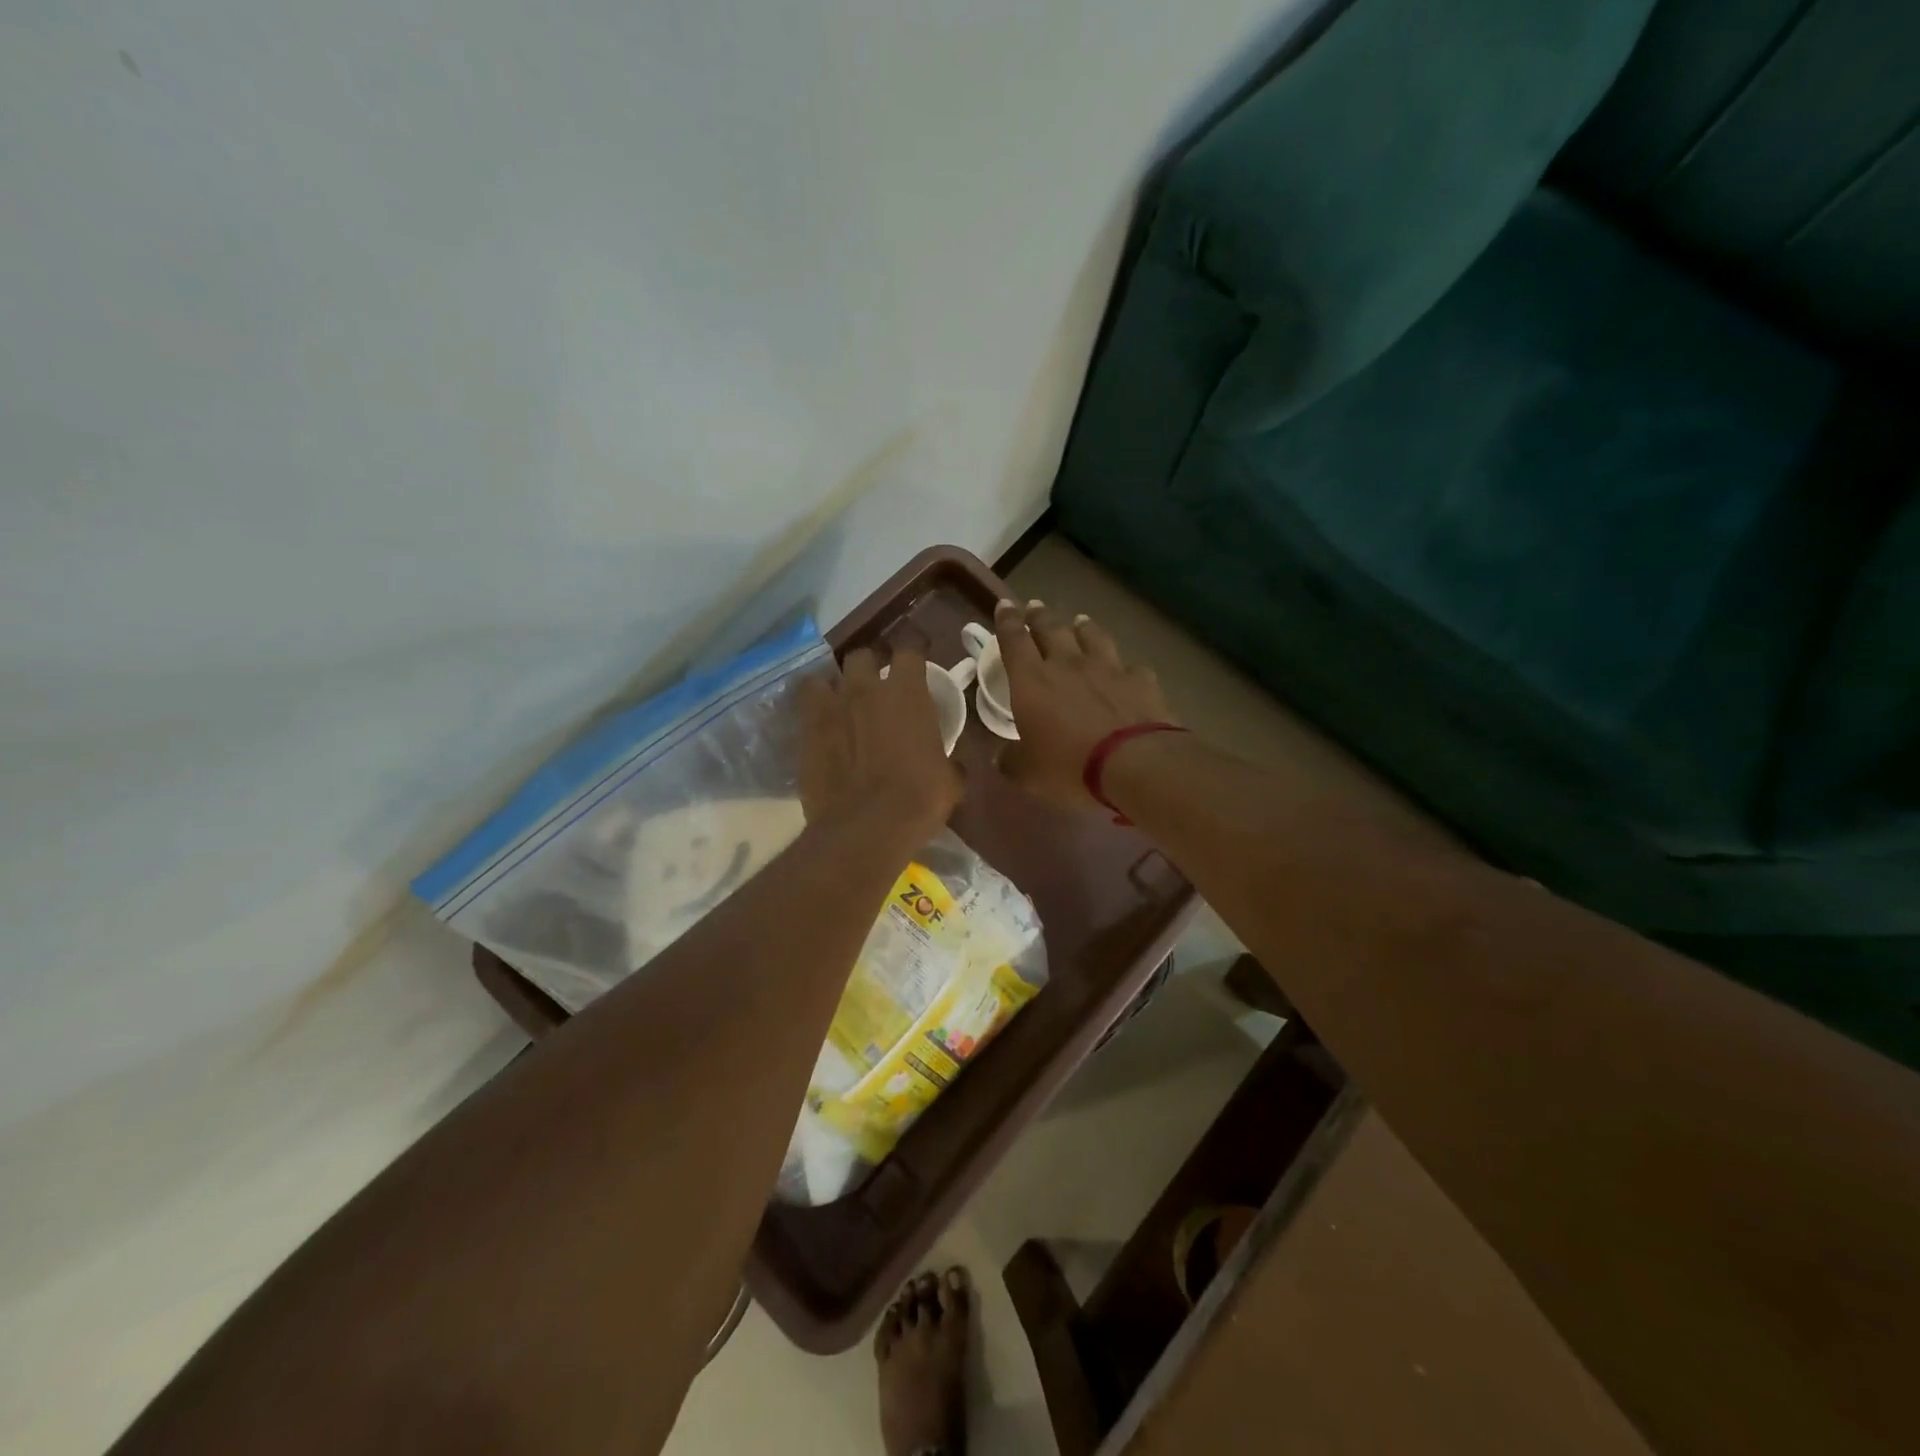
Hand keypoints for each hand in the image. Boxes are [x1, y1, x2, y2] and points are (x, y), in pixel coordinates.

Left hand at [797, 646, 960, 840]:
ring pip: (825, 676)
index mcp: (908, 693)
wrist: (866, 827)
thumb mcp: (951, 780)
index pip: (910, 648)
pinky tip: (820, 726)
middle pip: (862, 655)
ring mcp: (831, 707)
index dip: (914, 648)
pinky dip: (812, 710)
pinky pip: (804, 705)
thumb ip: (948, 760)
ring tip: (840, 701)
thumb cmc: (919, 799)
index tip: (917, 654)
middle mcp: (866, 689)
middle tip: (875, 683)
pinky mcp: (805, 731)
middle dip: (869, 665)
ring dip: (834, 685)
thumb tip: (951, 764)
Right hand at [995, 600, 1175, 809]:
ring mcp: (1108, 668)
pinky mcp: (1141, 680)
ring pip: (1092, 637)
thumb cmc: (1069, 767)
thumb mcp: (1028, 773)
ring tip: (1080, 621)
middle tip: (1035, 606)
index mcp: (1032, 682)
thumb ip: (1011, 761)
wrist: (1135, 763)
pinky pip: (1130, 666)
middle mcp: (1068, 665)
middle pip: (1051, 629)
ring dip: (1083, 628)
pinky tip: (1127, 668)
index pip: (1014, 641)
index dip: (1007, 622)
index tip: (1005, 605)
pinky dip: (1124, 666)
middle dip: (1040, 616)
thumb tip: (1000, 758)